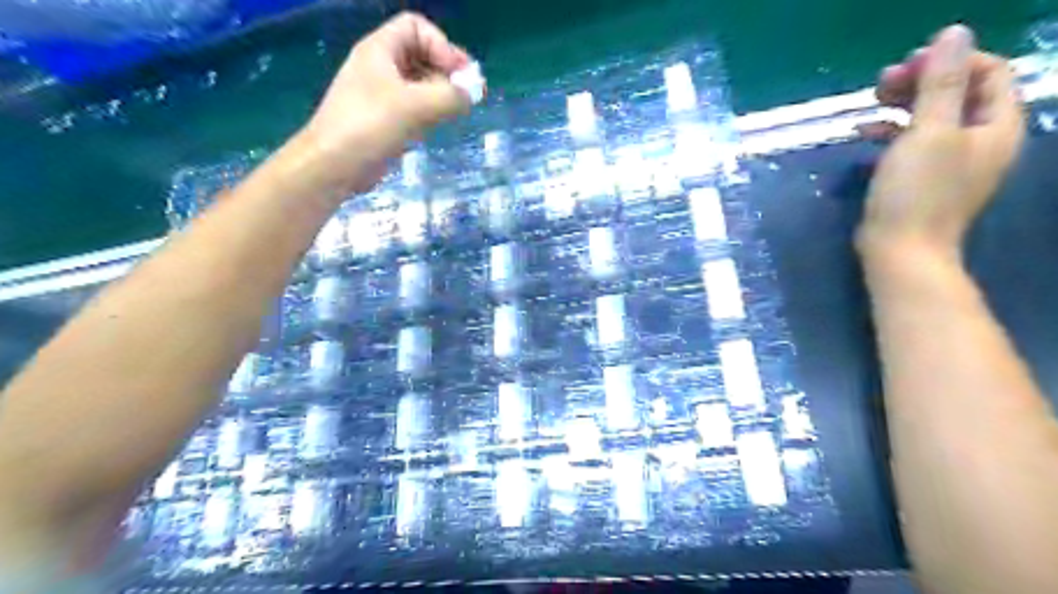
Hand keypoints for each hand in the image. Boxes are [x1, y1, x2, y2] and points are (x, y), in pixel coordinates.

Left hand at [295, 13, 473, 194]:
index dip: (441, 45)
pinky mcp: (384, 120)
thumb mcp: (414, 106)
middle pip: (421, 55)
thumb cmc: (369, 127)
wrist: (333, 166)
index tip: (459, 74)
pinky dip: (430, 112)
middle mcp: (380, 67)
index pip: (416, 28)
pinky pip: (413, 107)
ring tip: (458, 112)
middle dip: (447, 71)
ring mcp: (381, 95)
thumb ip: (449, 96)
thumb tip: (472, 93)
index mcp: (379, 50)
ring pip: (419, 84)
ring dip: (441, 93)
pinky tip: (438, 126)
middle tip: (469, 96)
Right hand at [859, 24, 1024, 261]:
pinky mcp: (923, 178)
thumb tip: (954, 32)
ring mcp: (951, 160)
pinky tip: (864, 132)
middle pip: (958, 92)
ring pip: (932, 116)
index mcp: (996, 125)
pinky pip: (913, 142)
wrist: (900, 251)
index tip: (909, 65)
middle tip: (882, 81)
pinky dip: (891, 131)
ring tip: (871, 100)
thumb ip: (941, 82)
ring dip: (903, 103)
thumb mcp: (928, 132)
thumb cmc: (916, 193)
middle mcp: (980, 139)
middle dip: (922, 80)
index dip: (951, 61)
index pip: (989, 72)